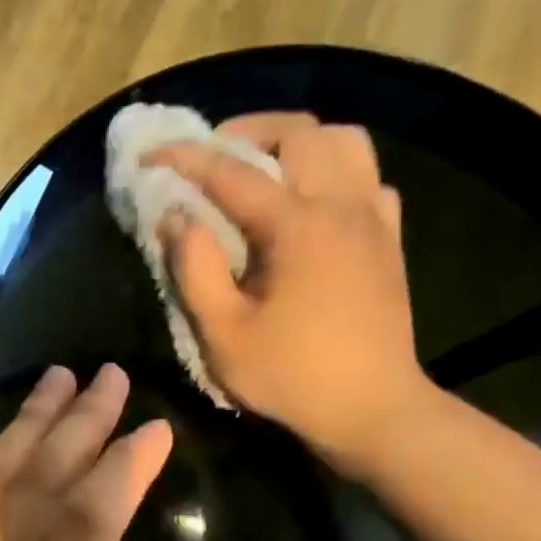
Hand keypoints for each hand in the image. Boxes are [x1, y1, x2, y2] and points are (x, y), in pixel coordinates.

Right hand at [149, 113, 430, 476]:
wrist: (372, 409)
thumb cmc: (292, 377)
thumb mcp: (225, 335)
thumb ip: (195, 271)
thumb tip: (176, 219)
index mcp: (297, 225)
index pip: (232, 172)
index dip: (186, 159)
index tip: (151, 157)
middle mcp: (342, 204)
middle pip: (298, 132)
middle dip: (246, 132)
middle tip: (212, 158)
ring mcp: (373, 218)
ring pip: (343, 141)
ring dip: (297, 143)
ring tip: (264, 170)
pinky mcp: (389, 239)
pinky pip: (367, 177)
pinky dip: (335, 172)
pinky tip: (313, 203)